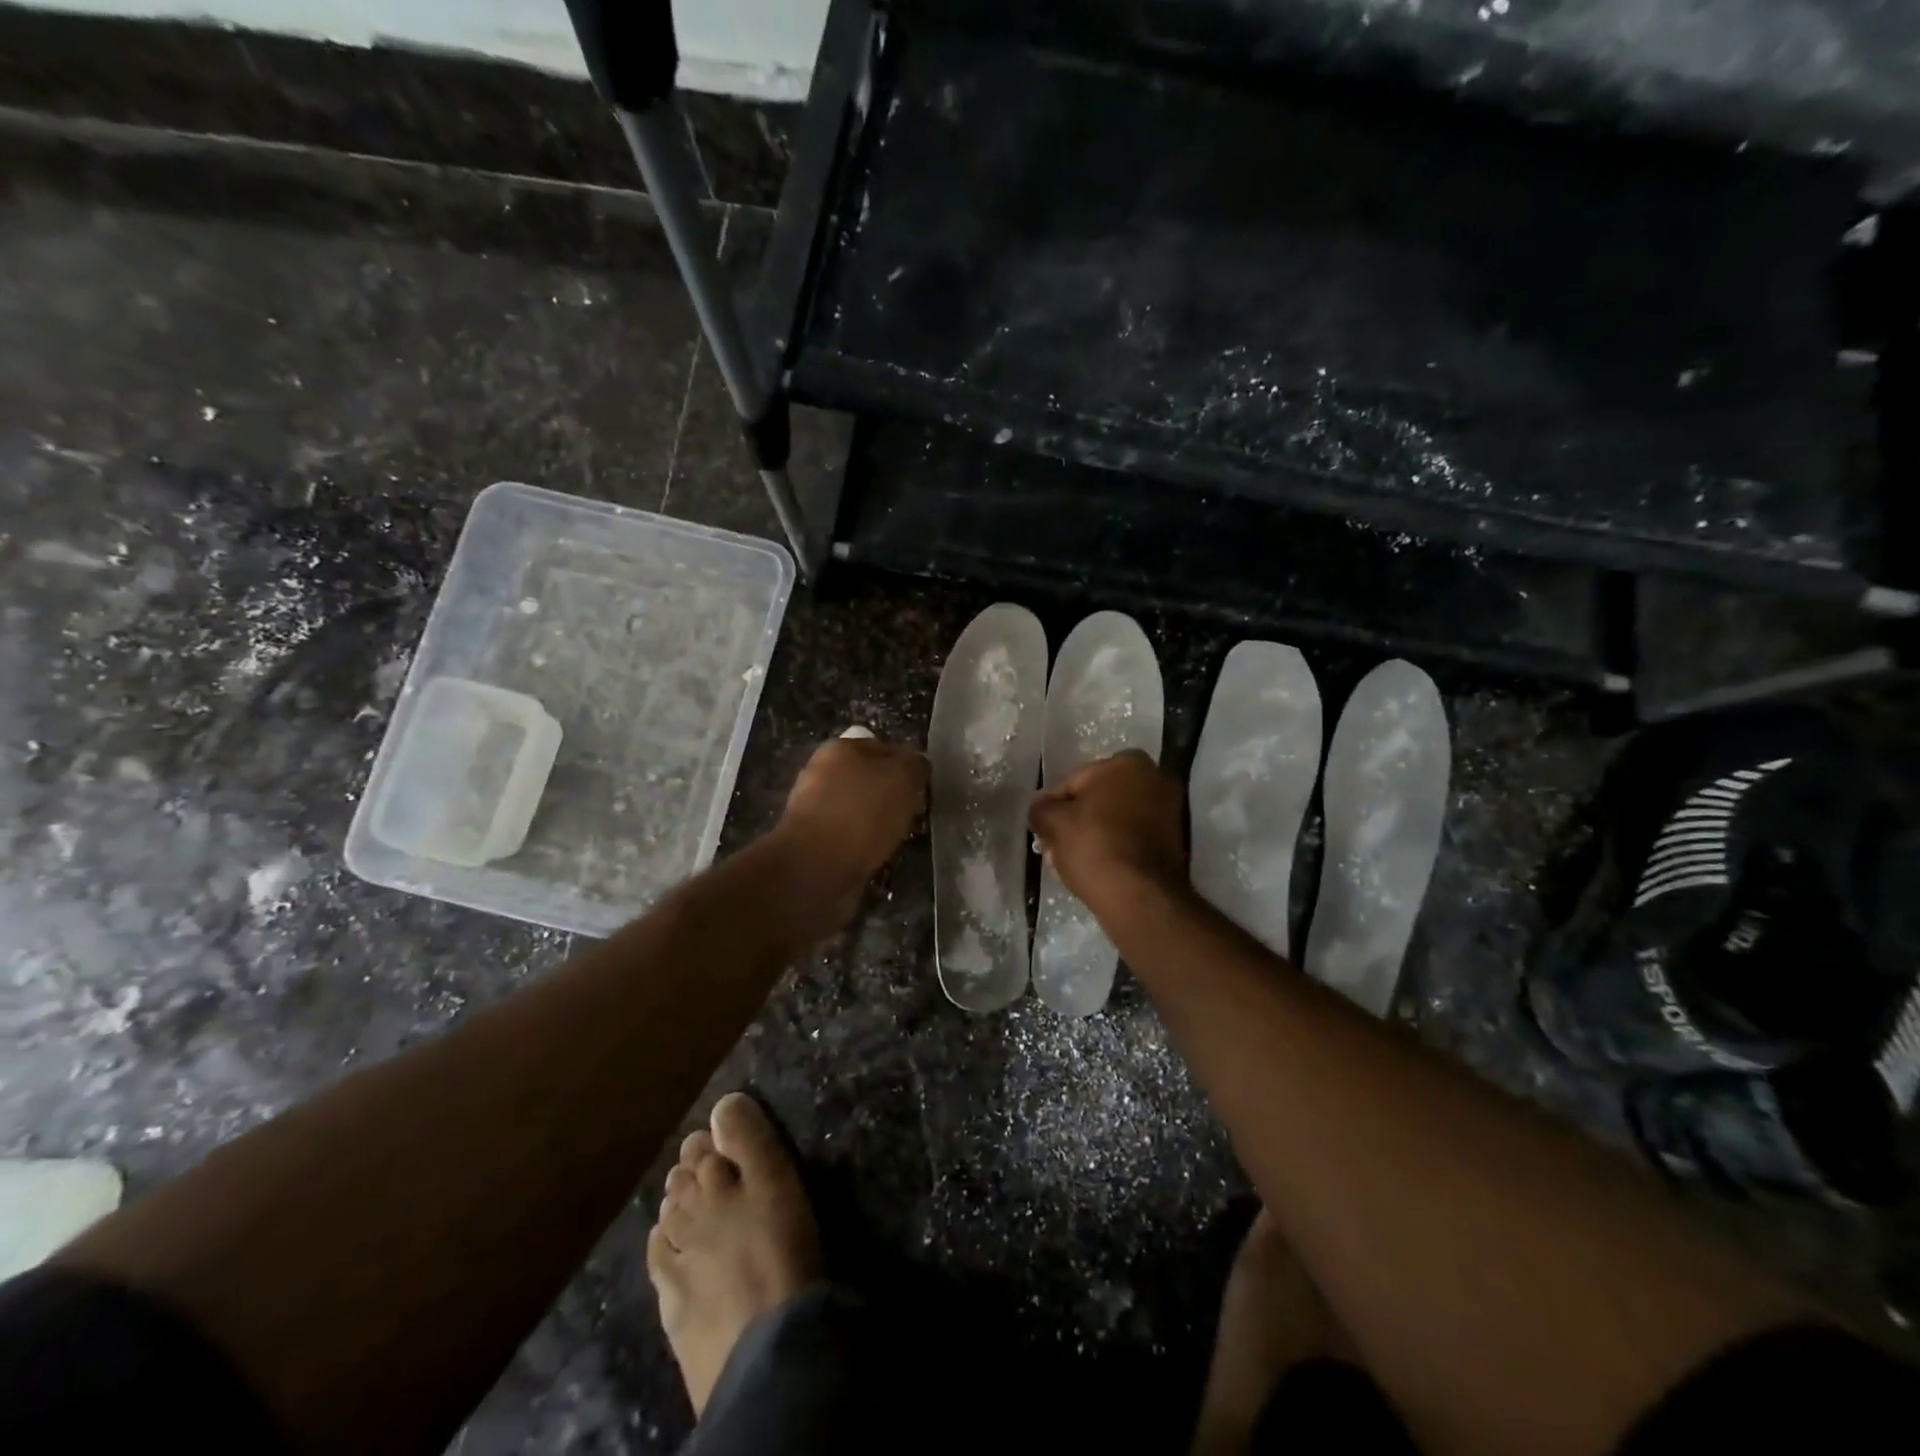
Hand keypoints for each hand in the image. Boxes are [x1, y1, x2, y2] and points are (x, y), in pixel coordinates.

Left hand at [775, 733, 927, 909]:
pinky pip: (851, 837)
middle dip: (893, 795)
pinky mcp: (814, 841)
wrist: (817, 868)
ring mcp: (815, 808)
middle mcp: (822, 772)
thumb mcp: (903, 777)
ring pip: (861, 809)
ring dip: (880, 822)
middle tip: (914, 814)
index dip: (908, 766)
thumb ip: (914, 765)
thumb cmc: (863, 812)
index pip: (884, 747)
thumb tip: (916, 765)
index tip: (923, 788)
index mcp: (840, 748)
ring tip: (900, 838)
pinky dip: (866, 845)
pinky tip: (879, 855)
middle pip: (871, 779)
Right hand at [1028, 750, 1186, 917]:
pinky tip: (1099, 868)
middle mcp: (1156, 777)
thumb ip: (1041, 808)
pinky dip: (1117, 847)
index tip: (1044, 830)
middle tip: (1057, 846)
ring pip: (1117, 819)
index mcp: (1127, 762)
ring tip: (1074, 861)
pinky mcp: (1176, 840)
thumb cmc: (1094, 846)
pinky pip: (1134, 837)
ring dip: (1096, 834)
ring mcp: (1171, 809)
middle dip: (1078, 820)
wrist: (1140, 896)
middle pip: (1099, 799)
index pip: (1075, 781)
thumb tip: (1041, 806)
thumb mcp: (1053, 823)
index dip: (1054, 806)